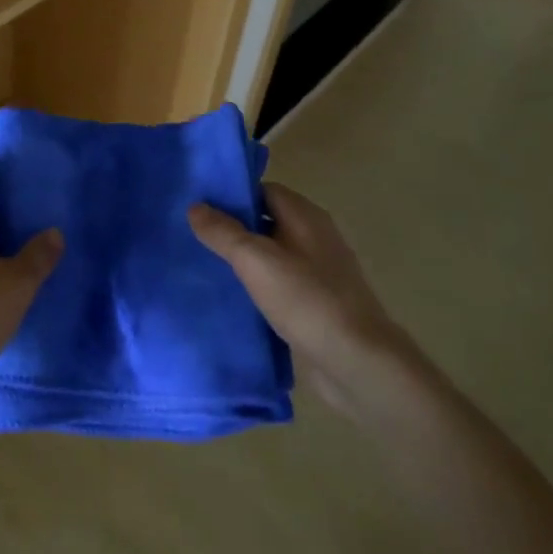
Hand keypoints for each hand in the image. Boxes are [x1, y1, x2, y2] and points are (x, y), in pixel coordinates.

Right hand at [190, 182, 410, 415]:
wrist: (359, 364)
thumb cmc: (307, 300)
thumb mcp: (255, 260)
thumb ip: (223, 231)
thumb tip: (195, 206)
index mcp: (305, 216)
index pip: (262, 189)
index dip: (231, 194)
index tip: (199, 205)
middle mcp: (315, 236)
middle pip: (266, 219)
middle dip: (233, 226)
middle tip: (194, 234)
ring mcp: (319, 271)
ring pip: (272, 253)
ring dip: (244, 258)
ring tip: (206, 264)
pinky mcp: (317, 302)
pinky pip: (280, 281)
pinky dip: (258, 284)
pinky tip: (233, 296)